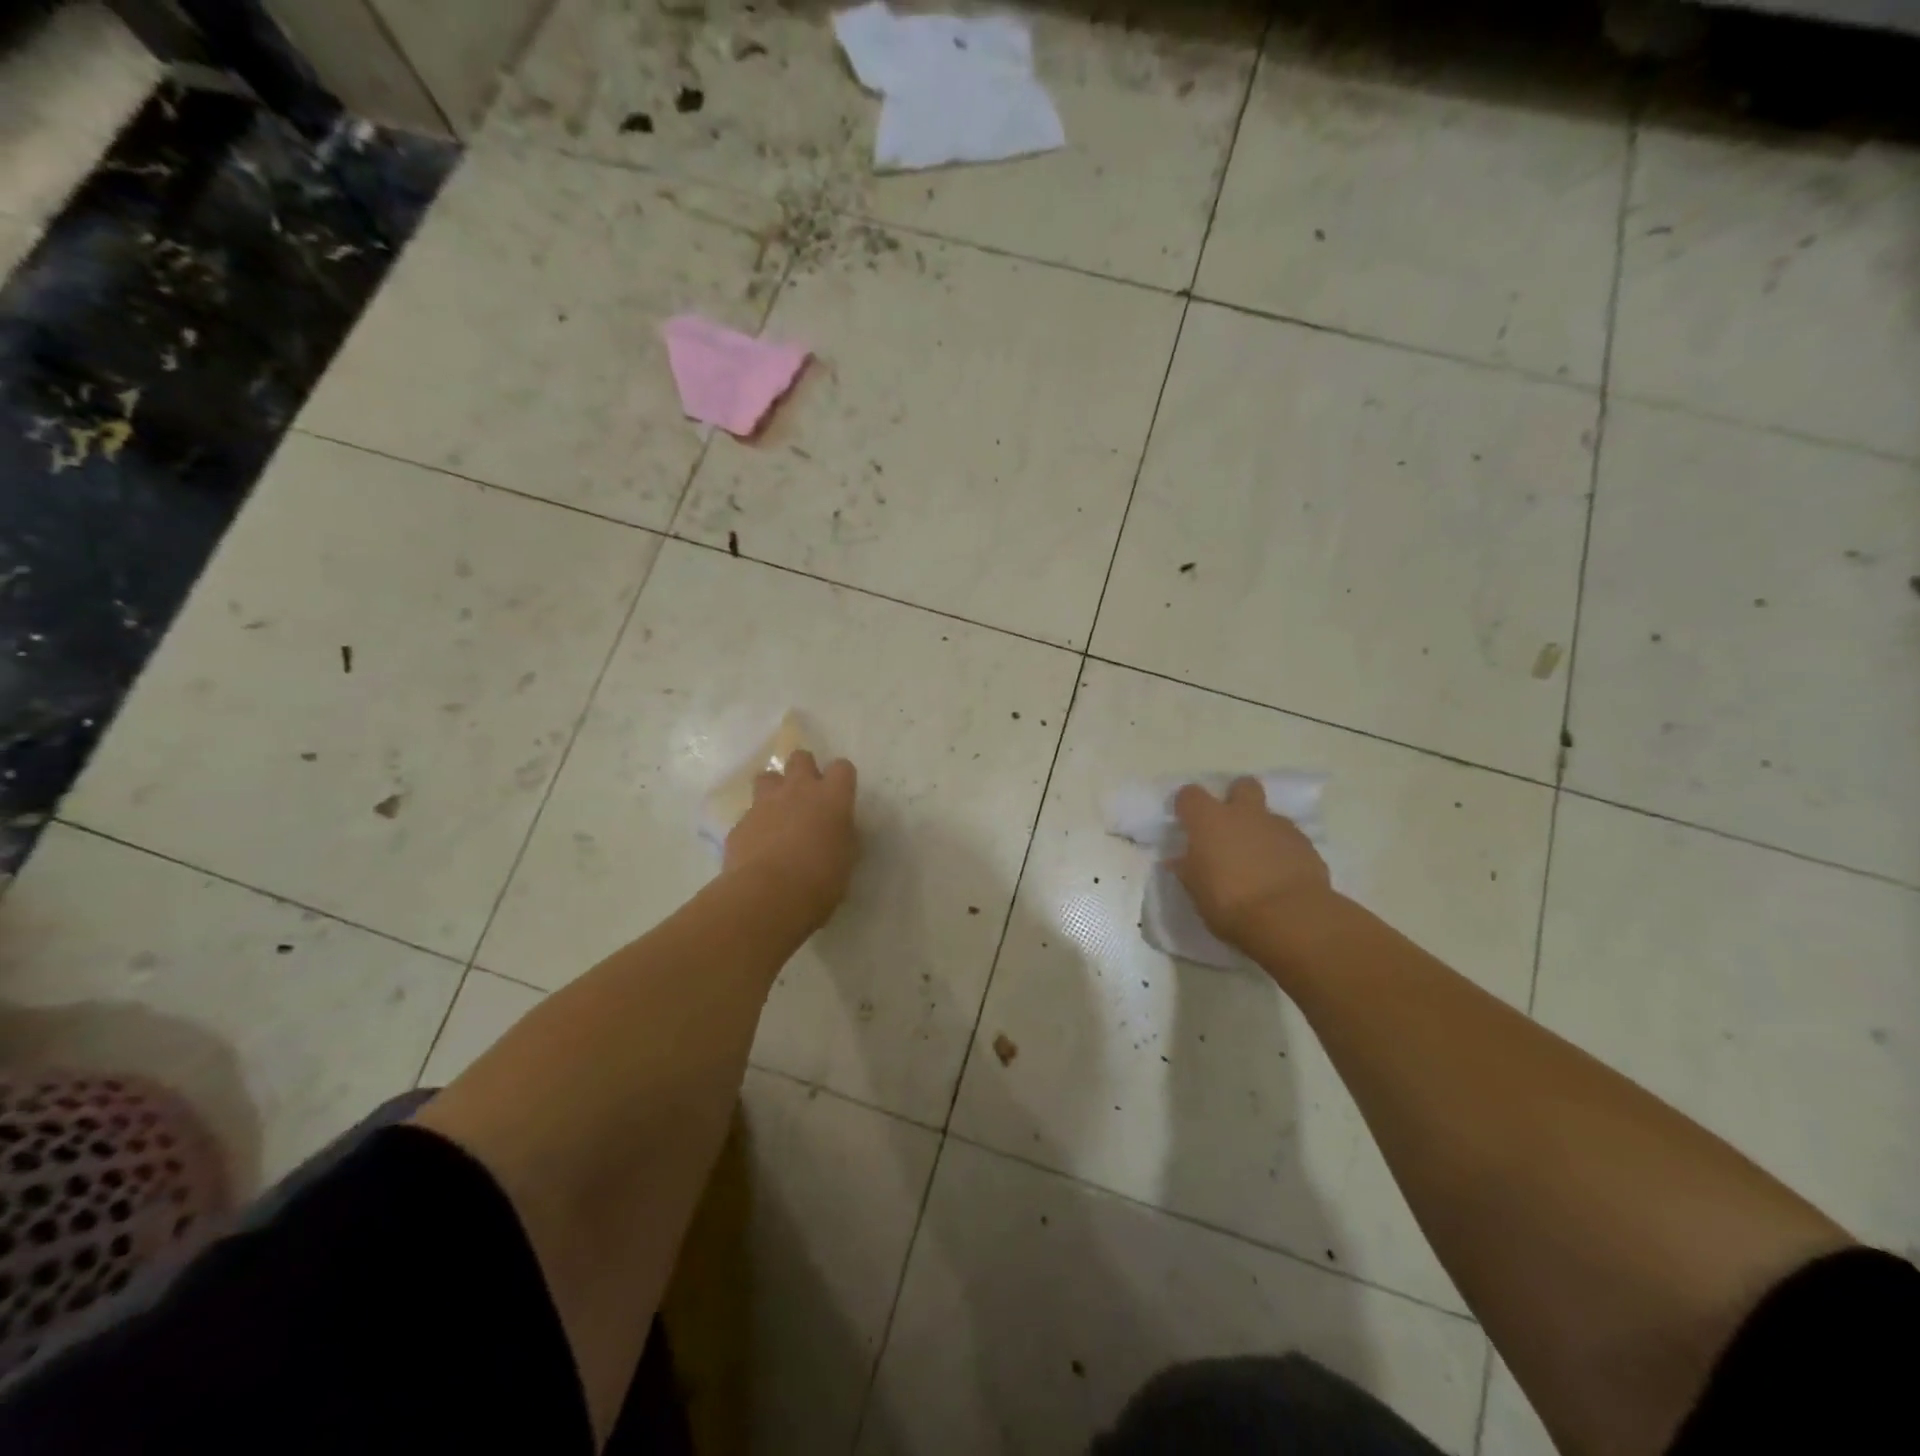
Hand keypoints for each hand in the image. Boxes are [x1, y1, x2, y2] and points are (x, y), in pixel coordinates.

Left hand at [723, 750, 859, 924]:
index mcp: (832, 798)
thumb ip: (842, 838)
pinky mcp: (740, 823)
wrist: (768, 896)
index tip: (840, 796)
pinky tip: (758, 848)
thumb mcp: (846, 860)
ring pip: (767, 777)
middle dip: (804, 771)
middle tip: (807, 797)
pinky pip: (749, 814)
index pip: (842, 768)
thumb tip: (837, 833)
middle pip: (800, 758)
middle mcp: (798, 790)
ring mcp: (765, 804)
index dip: (841, 779)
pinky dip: (755, 825)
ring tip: (778, 814)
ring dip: (774, 790)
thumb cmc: (820, 881)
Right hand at [1172, 777, 1332, 949]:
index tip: (1186, 822)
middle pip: (1242, 786)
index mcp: (1210, 820)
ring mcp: (1279, 826)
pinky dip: (1282, 849)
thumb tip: (1179, 860)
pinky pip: (1289, 838)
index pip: (1190, 795)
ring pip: (1268, 814)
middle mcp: (1244, 814)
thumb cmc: (1230, 904)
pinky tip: (1279, 874)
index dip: (1187, 806)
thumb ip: (1187, 869)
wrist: (1290, 918)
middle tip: (1230, 826)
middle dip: (1236, 798)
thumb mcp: (1196, 891)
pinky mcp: (1306, 845)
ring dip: (1260, 829)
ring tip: (1257, 859)